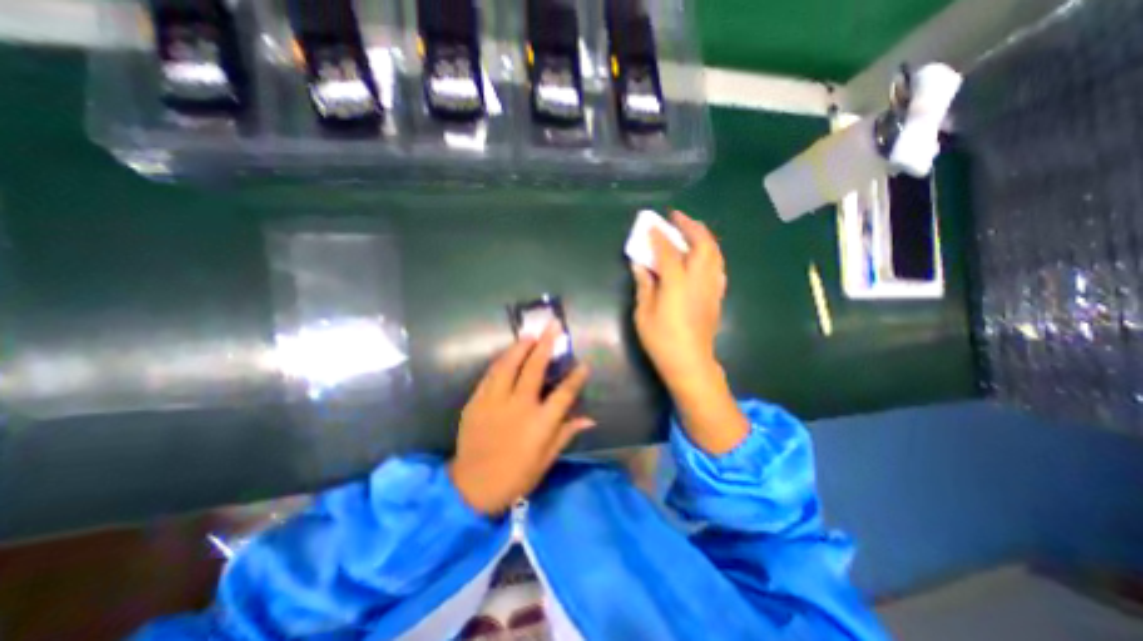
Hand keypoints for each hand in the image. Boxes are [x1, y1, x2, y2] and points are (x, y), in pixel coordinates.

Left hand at [448, 325, 594, 515]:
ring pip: (508, 365)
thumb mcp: (546, 460)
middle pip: (534, 369)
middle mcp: (518, 407)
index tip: (585, 364)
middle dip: (546, 345)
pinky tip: (507, 354)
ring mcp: (494, 402)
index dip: (576, 377)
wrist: (471, 487)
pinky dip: (501, 362)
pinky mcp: (476, 402)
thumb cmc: (515, 476)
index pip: (564, 394)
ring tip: (529, 334)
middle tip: (552, 327)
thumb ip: (566, 434)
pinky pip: (490, 375)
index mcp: (539, 424)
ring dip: (520, 347)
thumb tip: (590, 419)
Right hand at [633, 211, 721, 389]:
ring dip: (704, 237)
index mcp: (677, 284)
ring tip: (691, 230)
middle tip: (677, 218)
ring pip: (715, 253)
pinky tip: (701, 255)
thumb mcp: (644, 313)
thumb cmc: (661, 340)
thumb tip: (640, 265)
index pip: (669, 252)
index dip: (659, 236)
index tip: (652, 225)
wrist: (690, 362)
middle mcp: (699, 280)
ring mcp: (711, 288)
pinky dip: (710, 253)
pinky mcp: (717, 296)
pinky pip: (717, 267)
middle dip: (690, 226)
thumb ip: (644, 285)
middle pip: (702, 245)